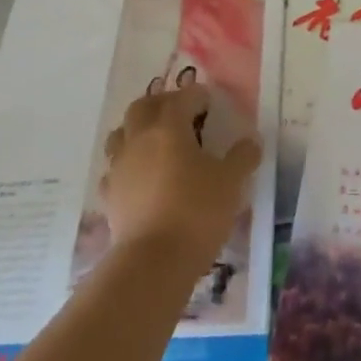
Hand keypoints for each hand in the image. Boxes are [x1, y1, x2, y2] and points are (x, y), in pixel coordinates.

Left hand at [100, 84, 260, 272]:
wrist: (153, 264)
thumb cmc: (196, 212)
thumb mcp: (231, 182)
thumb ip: (242, 157)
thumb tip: (250, 142)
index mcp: (169, 127)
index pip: (182, 98)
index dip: (197, 96)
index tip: (210, 103)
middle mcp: (139, 139)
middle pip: (143, 106)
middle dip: (162, 104)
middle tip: (181, 114)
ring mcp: (119, 167)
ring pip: (121, 134)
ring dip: (137, 131)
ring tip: (156, 143)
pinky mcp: (109, 196)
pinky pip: (114, 169)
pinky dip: (127, 166)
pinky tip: (140, 178)